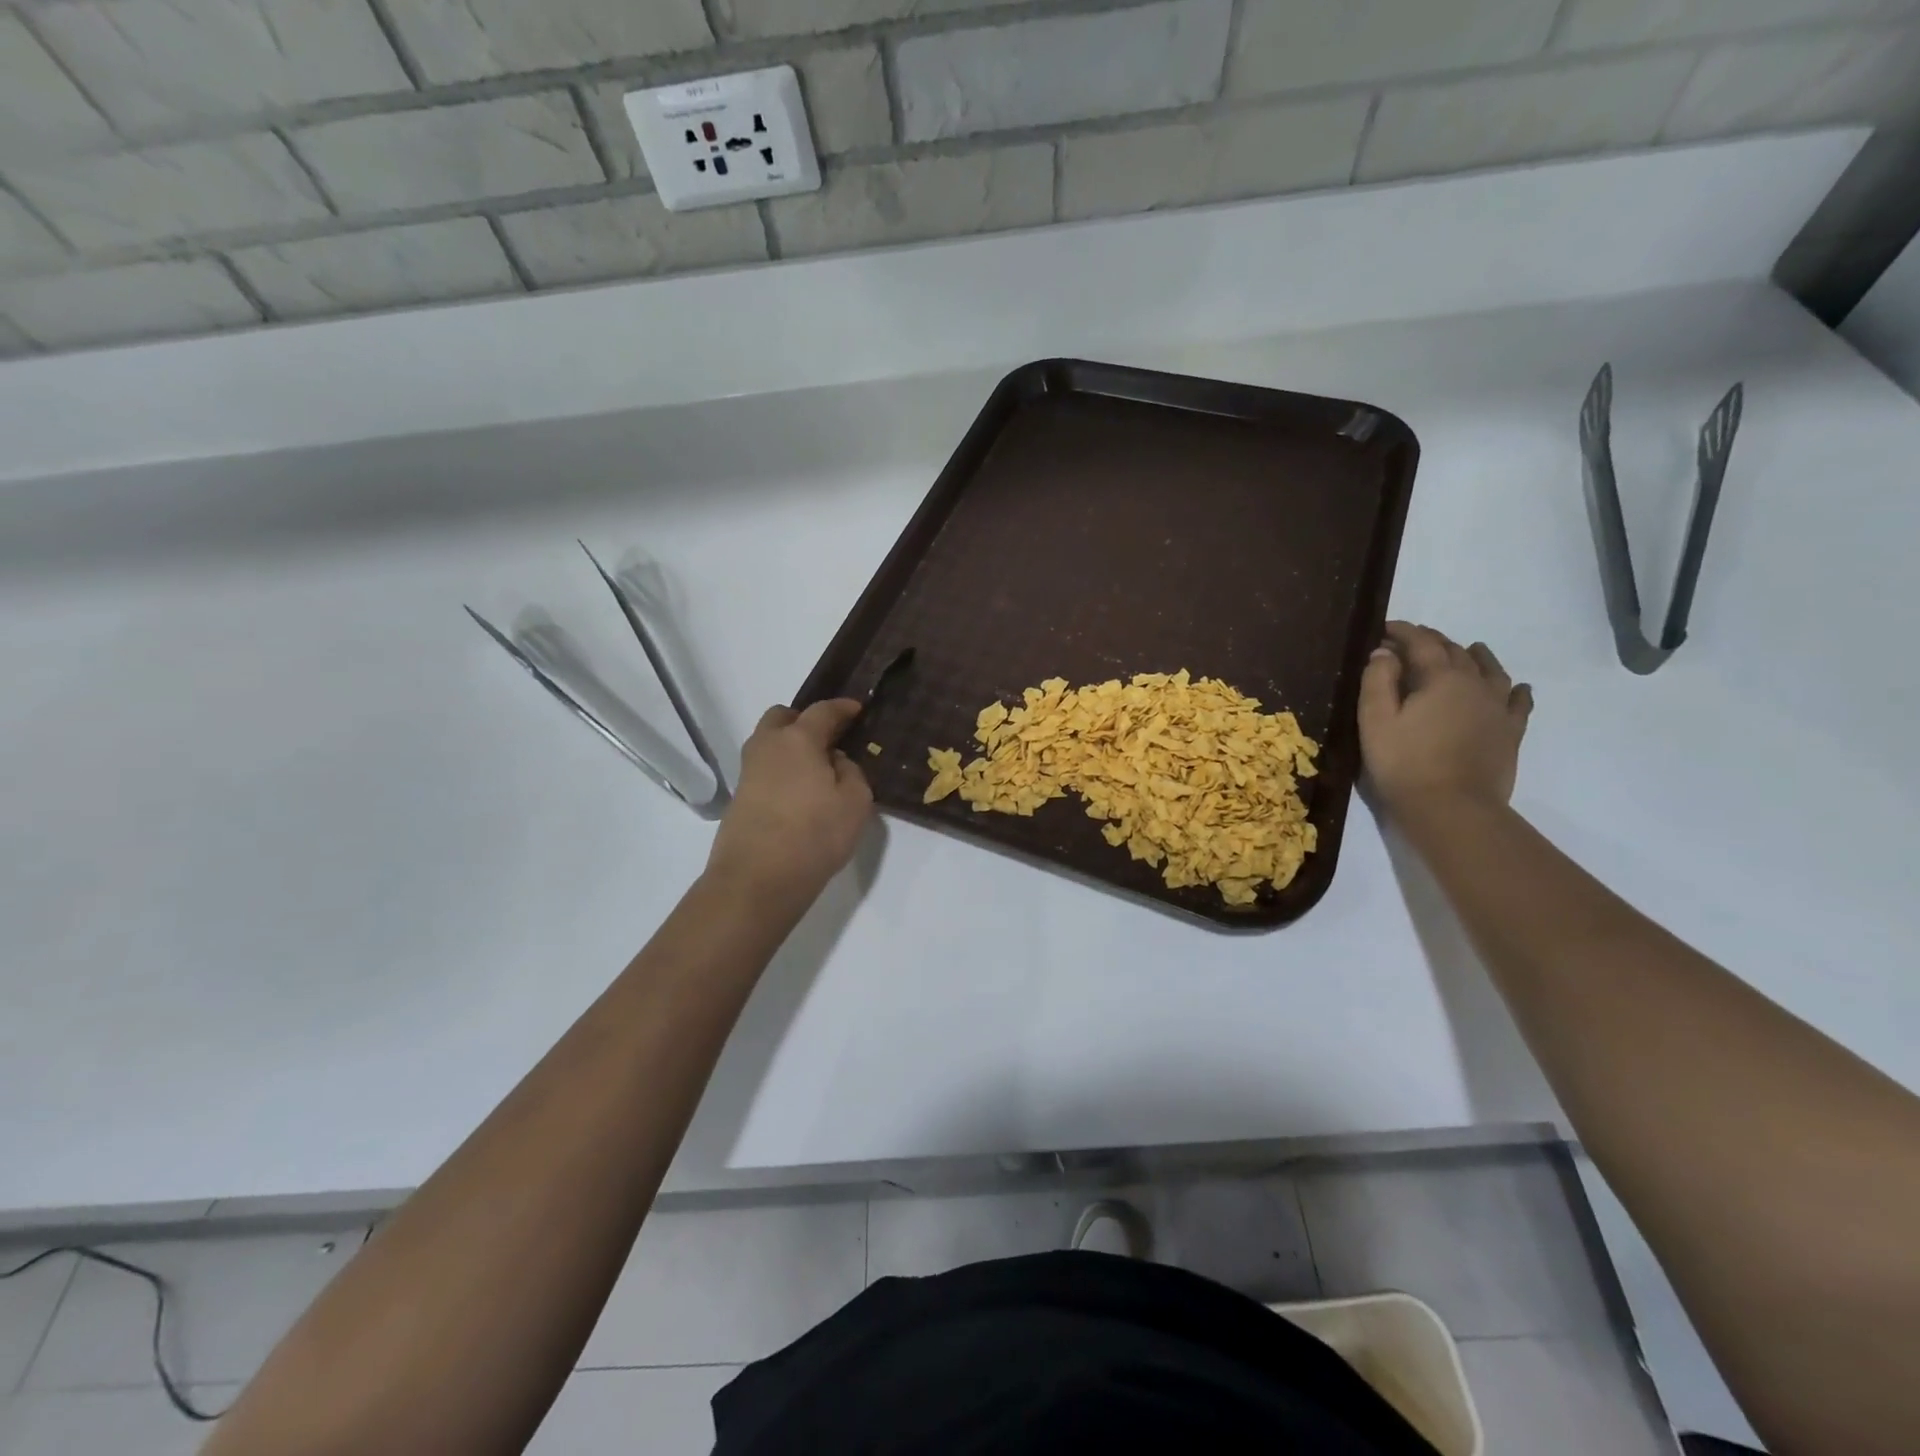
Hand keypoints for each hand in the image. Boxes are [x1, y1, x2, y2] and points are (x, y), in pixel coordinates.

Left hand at [706, 700, 873, 906]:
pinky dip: (781, 770)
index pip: (822, 711)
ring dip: (790, 747)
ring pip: (769, 743)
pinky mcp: (739, 798)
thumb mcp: (855, 802)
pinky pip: (764, 769)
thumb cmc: (814, 835)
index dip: (842, 708)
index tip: (856, 709)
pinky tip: (799, 793)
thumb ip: (852, 773)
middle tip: (829, 739)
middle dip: (805, 721)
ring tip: (815, 769)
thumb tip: (835, 762)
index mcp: (798, 739)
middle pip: (783, 718)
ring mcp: (748, 772)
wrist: (757, 880)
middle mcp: (768, 746)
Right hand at [1358, 622, 1532, 815]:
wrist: (1452, 808)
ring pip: (1492, 671)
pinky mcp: (1510, 733)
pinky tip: (1517, 688)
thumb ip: (1378, 681)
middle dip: (1433, 641)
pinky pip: (1519, 703)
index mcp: (1440, 678)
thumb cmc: (1404, 763)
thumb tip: (1384, 652)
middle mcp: (1475, 684)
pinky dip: (1516, 690)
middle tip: (1413, 640)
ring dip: (1478, 656)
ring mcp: (1498, 709)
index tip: (1385, 628)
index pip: (1421, 643)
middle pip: (1456, 652)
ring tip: (1470, 649)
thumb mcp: (1375, 720)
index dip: (1403, 632)